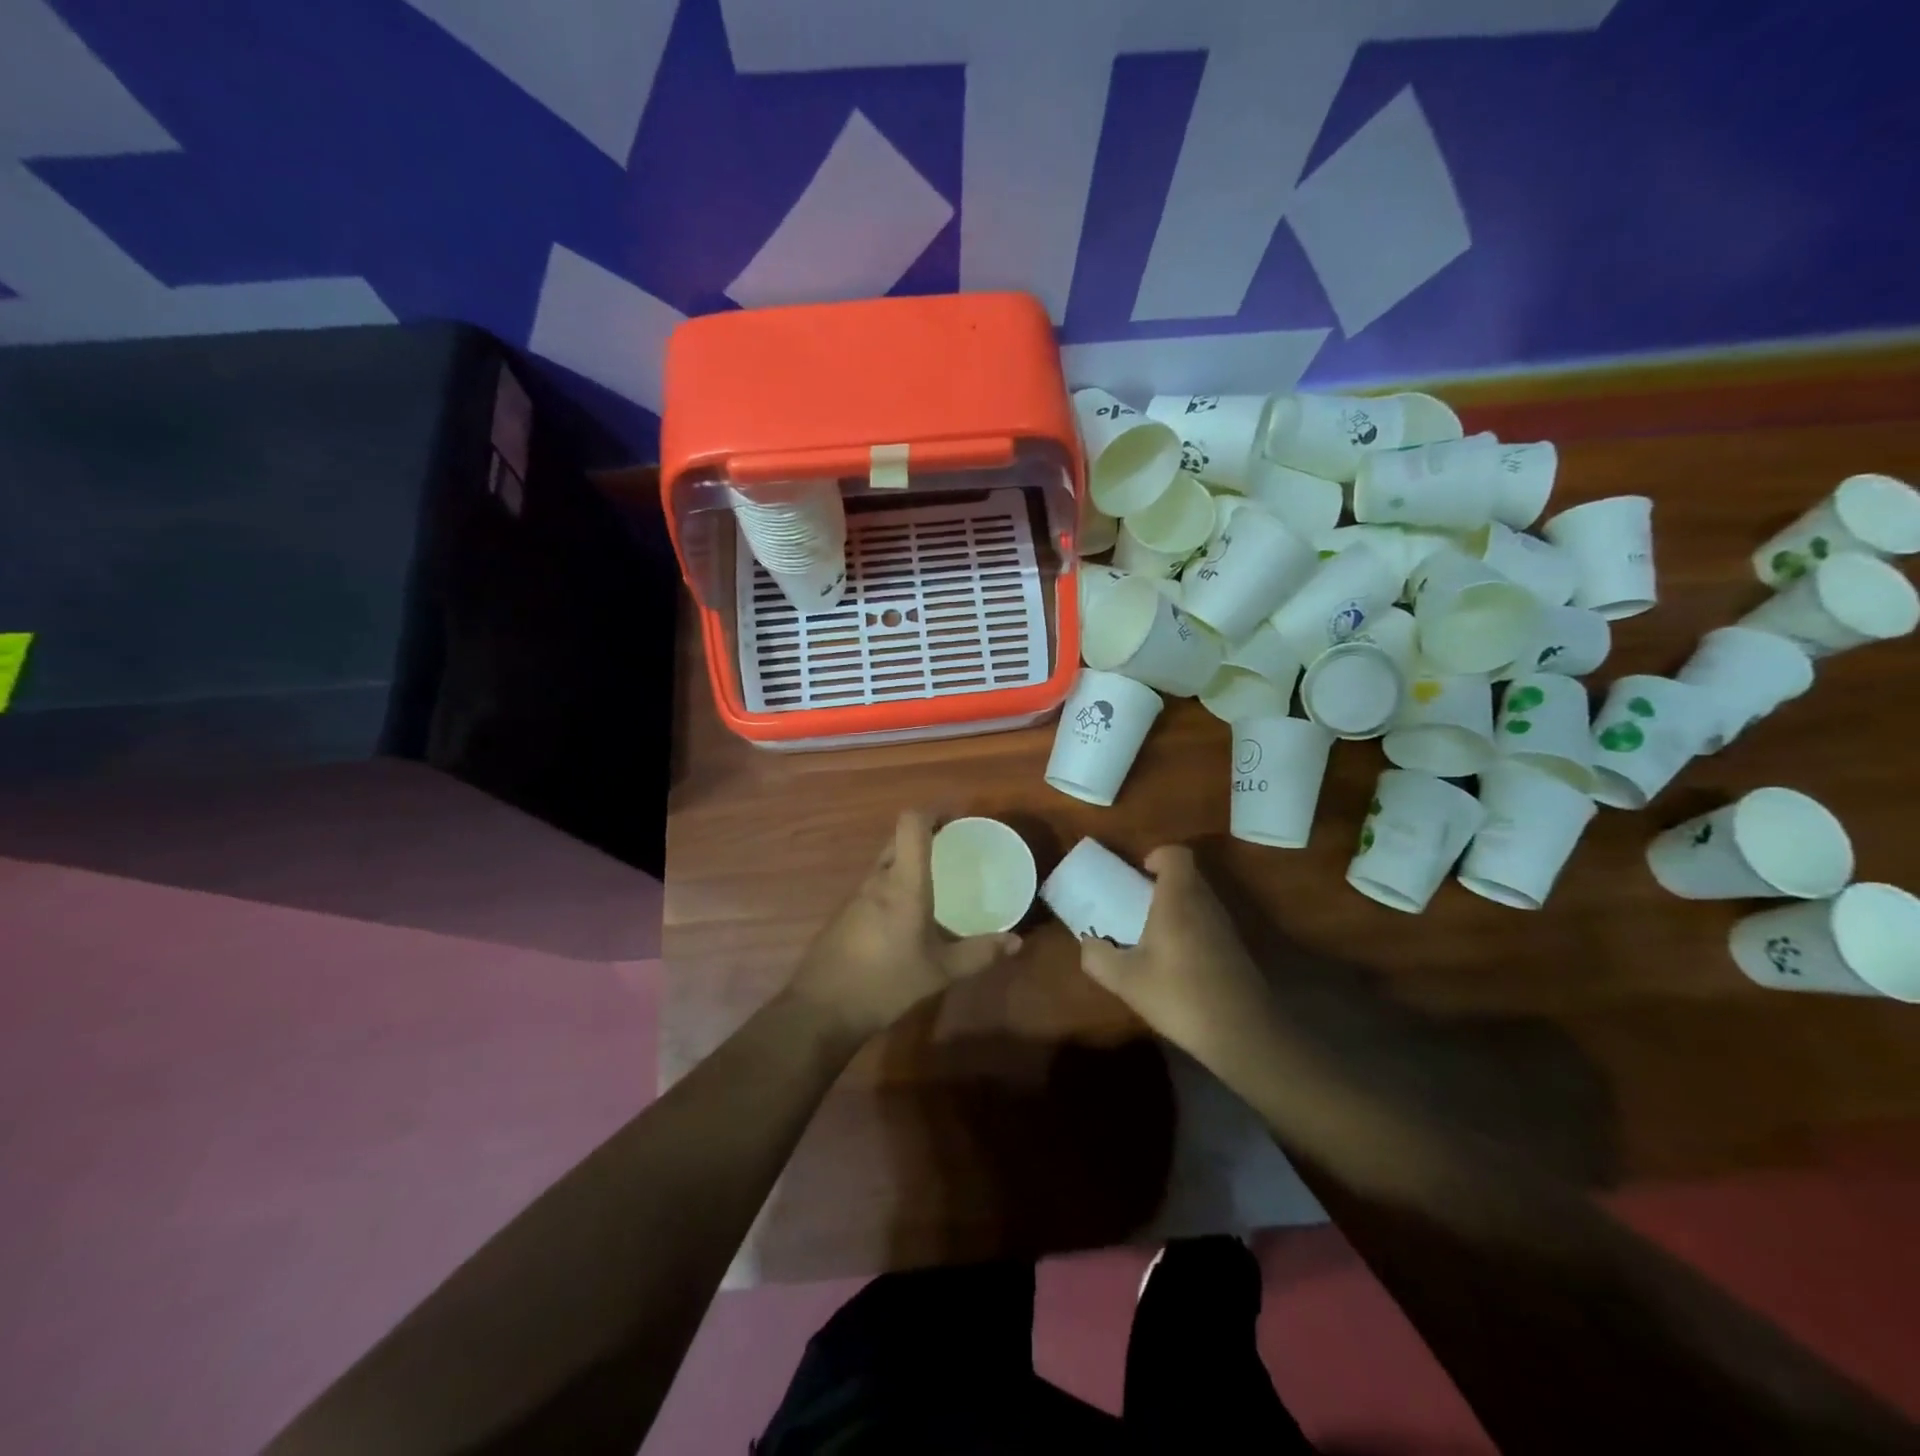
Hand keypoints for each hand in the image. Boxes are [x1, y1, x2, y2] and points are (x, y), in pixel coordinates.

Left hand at [790, 810, 1021, 1041]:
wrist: (821, 1010)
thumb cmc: (885, 983)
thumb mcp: (939, 972)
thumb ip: (978, 954)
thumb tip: (1015, 942)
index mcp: (903, 883)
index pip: (911, 824)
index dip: (933, 812)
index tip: (957, 819)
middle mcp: (878, 880)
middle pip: (898, 839)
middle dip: (926, 836)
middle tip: (954, 849)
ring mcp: (856, 896)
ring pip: (885, 863)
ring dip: (909, 861)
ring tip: (937, 879)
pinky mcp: (845, 914)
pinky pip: (875, 885)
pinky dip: (894, 885)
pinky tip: (908, 913)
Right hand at [1079, 845, 1279, 1067]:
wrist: (1242, 1033)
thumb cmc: (1179, 995)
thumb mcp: (1126, 980)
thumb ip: (1098, 957)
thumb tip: (1089, 943)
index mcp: (1179, 899)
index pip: (1176, 854)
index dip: (1158, 856)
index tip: (1140, 874)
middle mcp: (1205, 904)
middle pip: (1188, 876)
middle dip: (1162, 884)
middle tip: (1137, 905)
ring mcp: (1225, 927)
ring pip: (1199, 900)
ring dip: (1177, 908)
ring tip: (1152, 935)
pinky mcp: (1236, 950)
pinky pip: (1208, 923)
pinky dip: (1191, 930)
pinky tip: (1175, 962)